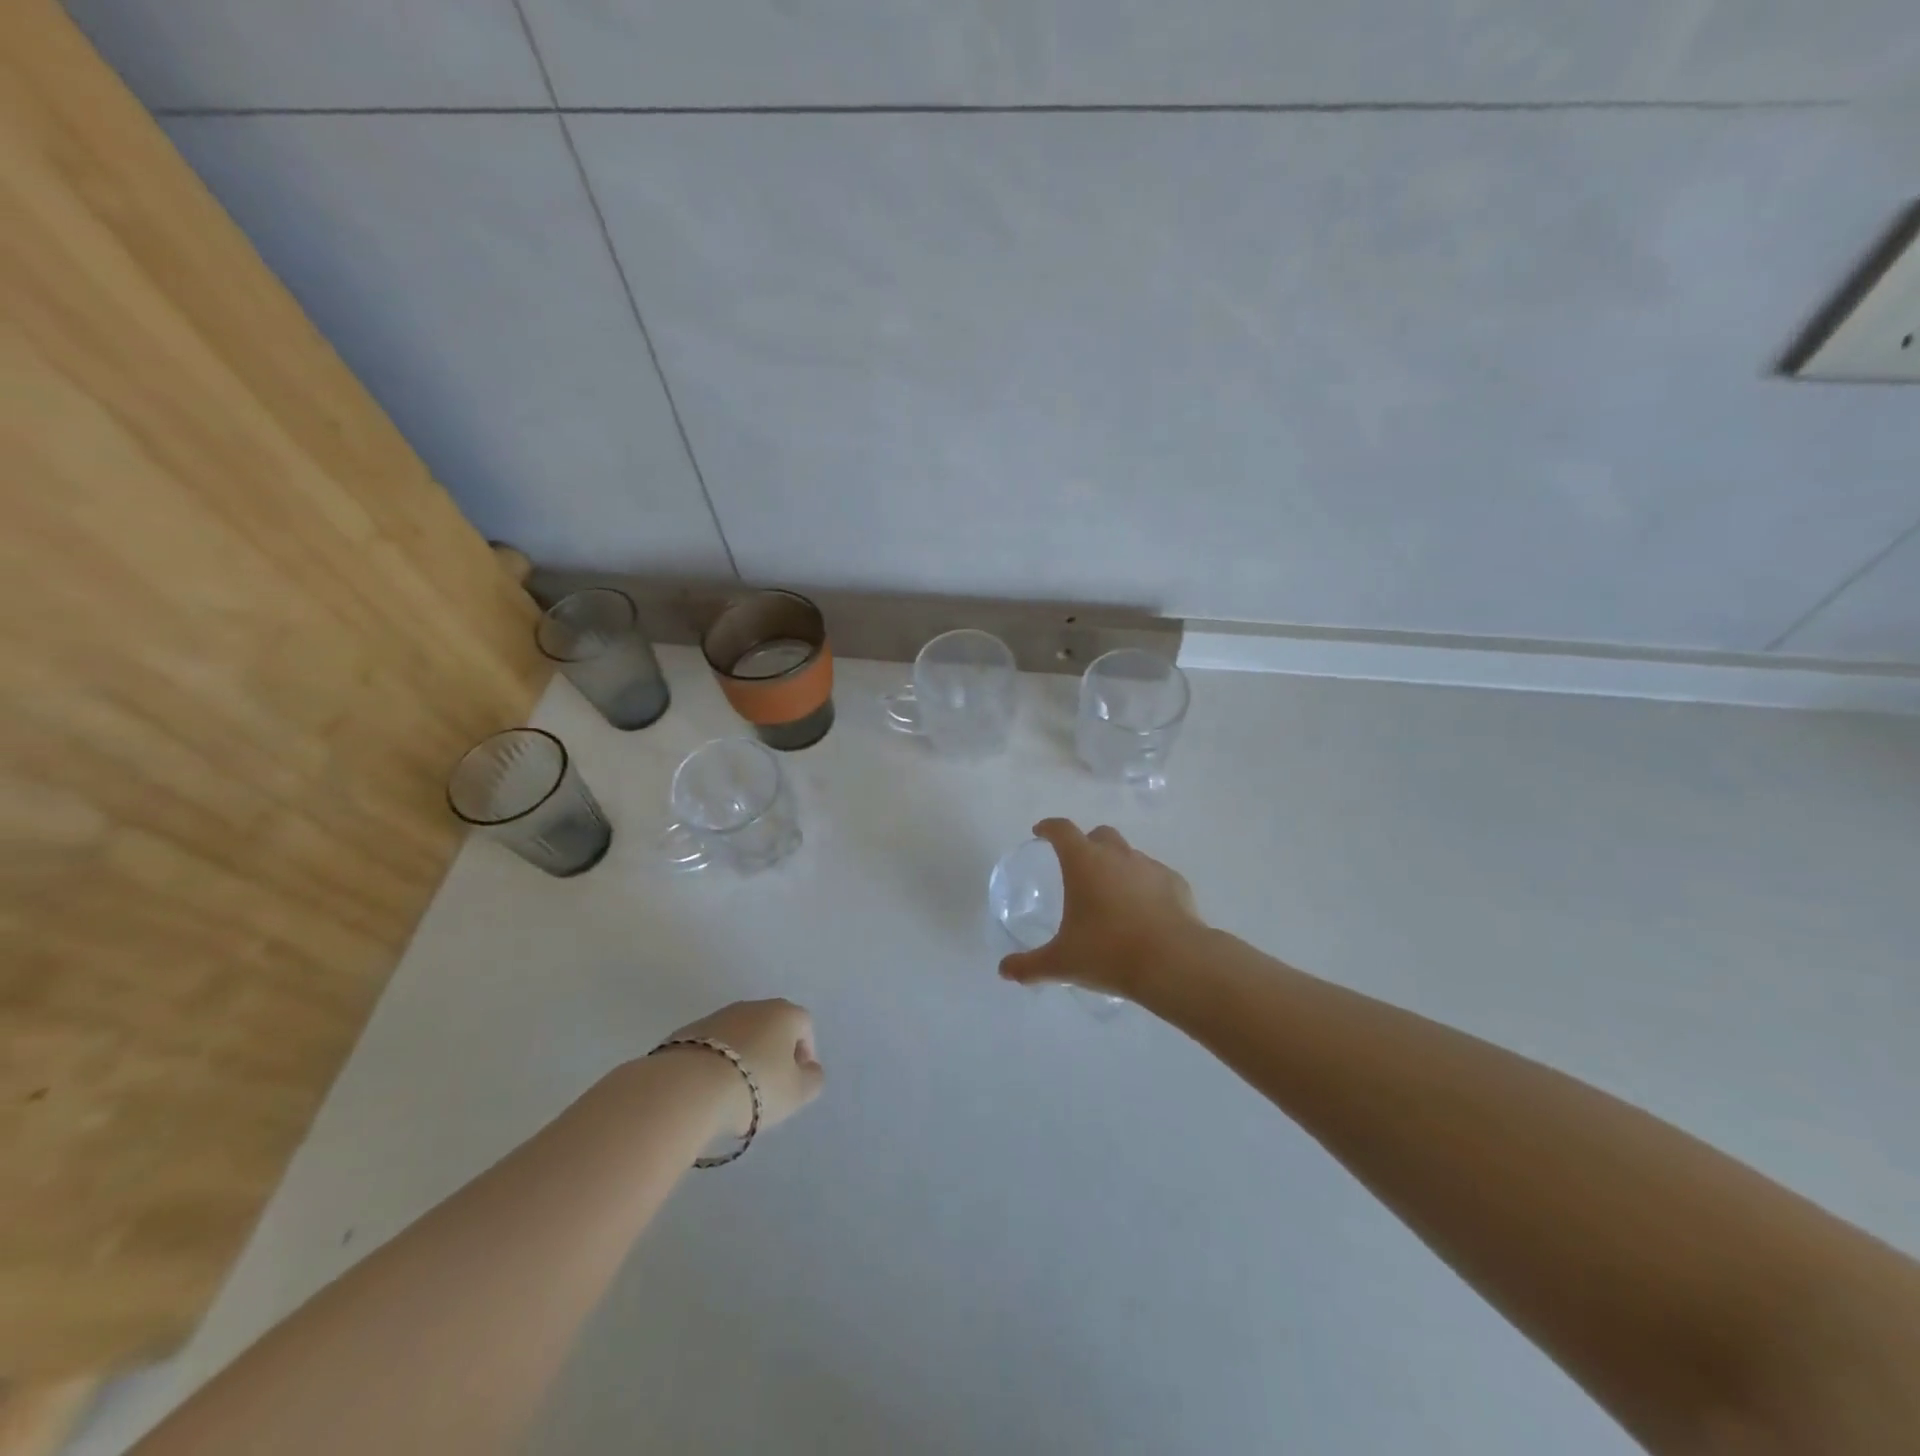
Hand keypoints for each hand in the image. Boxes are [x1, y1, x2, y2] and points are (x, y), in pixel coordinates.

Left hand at [664, 998, 824, 1136]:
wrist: (687, 1088)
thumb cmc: (755, 1086)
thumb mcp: (797, 1093)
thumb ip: (812, 1079)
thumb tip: (809, 1070)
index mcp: (783, 1013)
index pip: (804, 1025)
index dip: (805, 1053)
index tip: (796, 1081)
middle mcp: (751, 1006)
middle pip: (770, 1027)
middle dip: (772, 1054)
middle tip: (767, 1088)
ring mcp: (716, 1017)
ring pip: (739, 1036)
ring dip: (742, 1058)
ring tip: (735, 1093)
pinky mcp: (686, 1033)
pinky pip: (711, 1048)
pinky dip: (715, 1064)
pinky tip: (709, 1090)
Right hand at [998, 819, 1203, 998]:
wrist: (1174, 962)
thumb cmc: (1108, 953)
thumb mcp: (1061, 963)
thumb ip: (1029, 965)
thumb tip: (1005, 970)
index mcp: (1084, 862)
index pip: (1062, 830)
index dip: (1049, 828)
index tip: (1041, 832)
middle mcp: (1117, 855)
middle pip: (1099, 835)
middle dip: (1087, 844)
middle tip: (1078, 867)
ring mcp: (1150, 866)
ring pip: (1129, 855)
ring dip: (1117, 866)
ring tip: (1112, 896)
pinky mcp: (1176, 883)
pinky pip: (1154, 877)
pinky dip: (1145, 887)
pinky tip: (1144, 912)